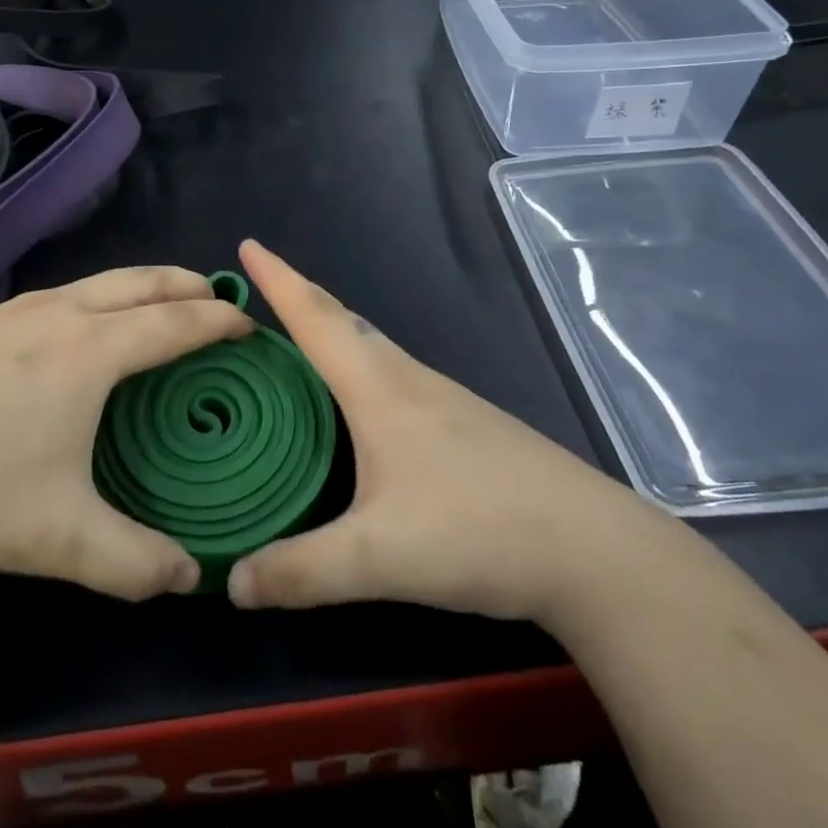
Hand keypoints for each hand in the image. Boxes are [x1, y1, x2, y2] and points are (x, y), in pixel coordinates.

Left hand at [0, 267, 251, 599]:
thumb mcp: (59, 539)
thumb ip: (134, 563)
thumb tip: (191, 577)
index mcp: (89, 352)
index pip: (174, 322)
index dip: (219, 321)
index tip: (250, 326)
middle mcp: (59, 314)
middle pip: (141, 281)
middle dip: (187, 284)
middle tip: (218, 300)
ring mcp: (15, 310)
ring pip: (99, 280)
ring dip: (143, 286)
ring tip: (163, 306)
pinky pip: (66, 293)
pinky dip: (102, 296)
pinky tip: (87, 328)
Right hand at [227, 240, 660, 621]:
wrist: (595, 551)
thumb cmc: (478, 531)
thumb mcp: (378, 559)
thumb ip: (301, 571)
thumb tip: (232, 582)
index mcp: (380, 388)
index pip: (316, 318)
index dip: (278, 280)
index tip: (247, 245)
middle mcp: (409, 380)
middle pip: (345, 322)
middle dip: (300, 297)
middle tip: (261, 288)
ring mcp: (445, 401)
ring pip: (374, 349)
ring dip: (332, 331)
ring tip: (299, 340)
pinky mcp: (467, 426)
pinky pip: (394, 377)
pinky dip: (360, 367)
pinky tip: (361, 402)